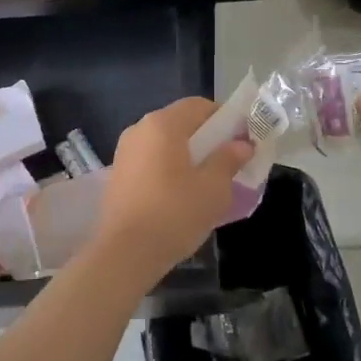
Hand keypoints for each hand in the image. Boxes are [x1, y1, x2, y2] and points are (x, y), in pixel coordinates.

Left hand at [93, 98, 252, 281]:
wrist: (125, 254)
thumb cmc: (174, 214)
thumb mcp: (213, 188)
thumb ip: (229, 159)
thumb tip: (242, 144)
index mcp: (163, 124)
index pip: (199, 106)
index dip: (225, 118)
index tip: (243, 140)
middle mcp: (140, 129)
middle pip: (181, 122)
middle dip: (207, 137)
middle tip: (230, 161)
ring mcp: (125, 152)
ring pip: (165, 143)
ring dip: (188, 154)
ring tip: (208, 180)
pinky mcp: (118, 174)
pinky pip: (151, 160)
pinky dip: (170, 168)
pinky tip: (182, 194)